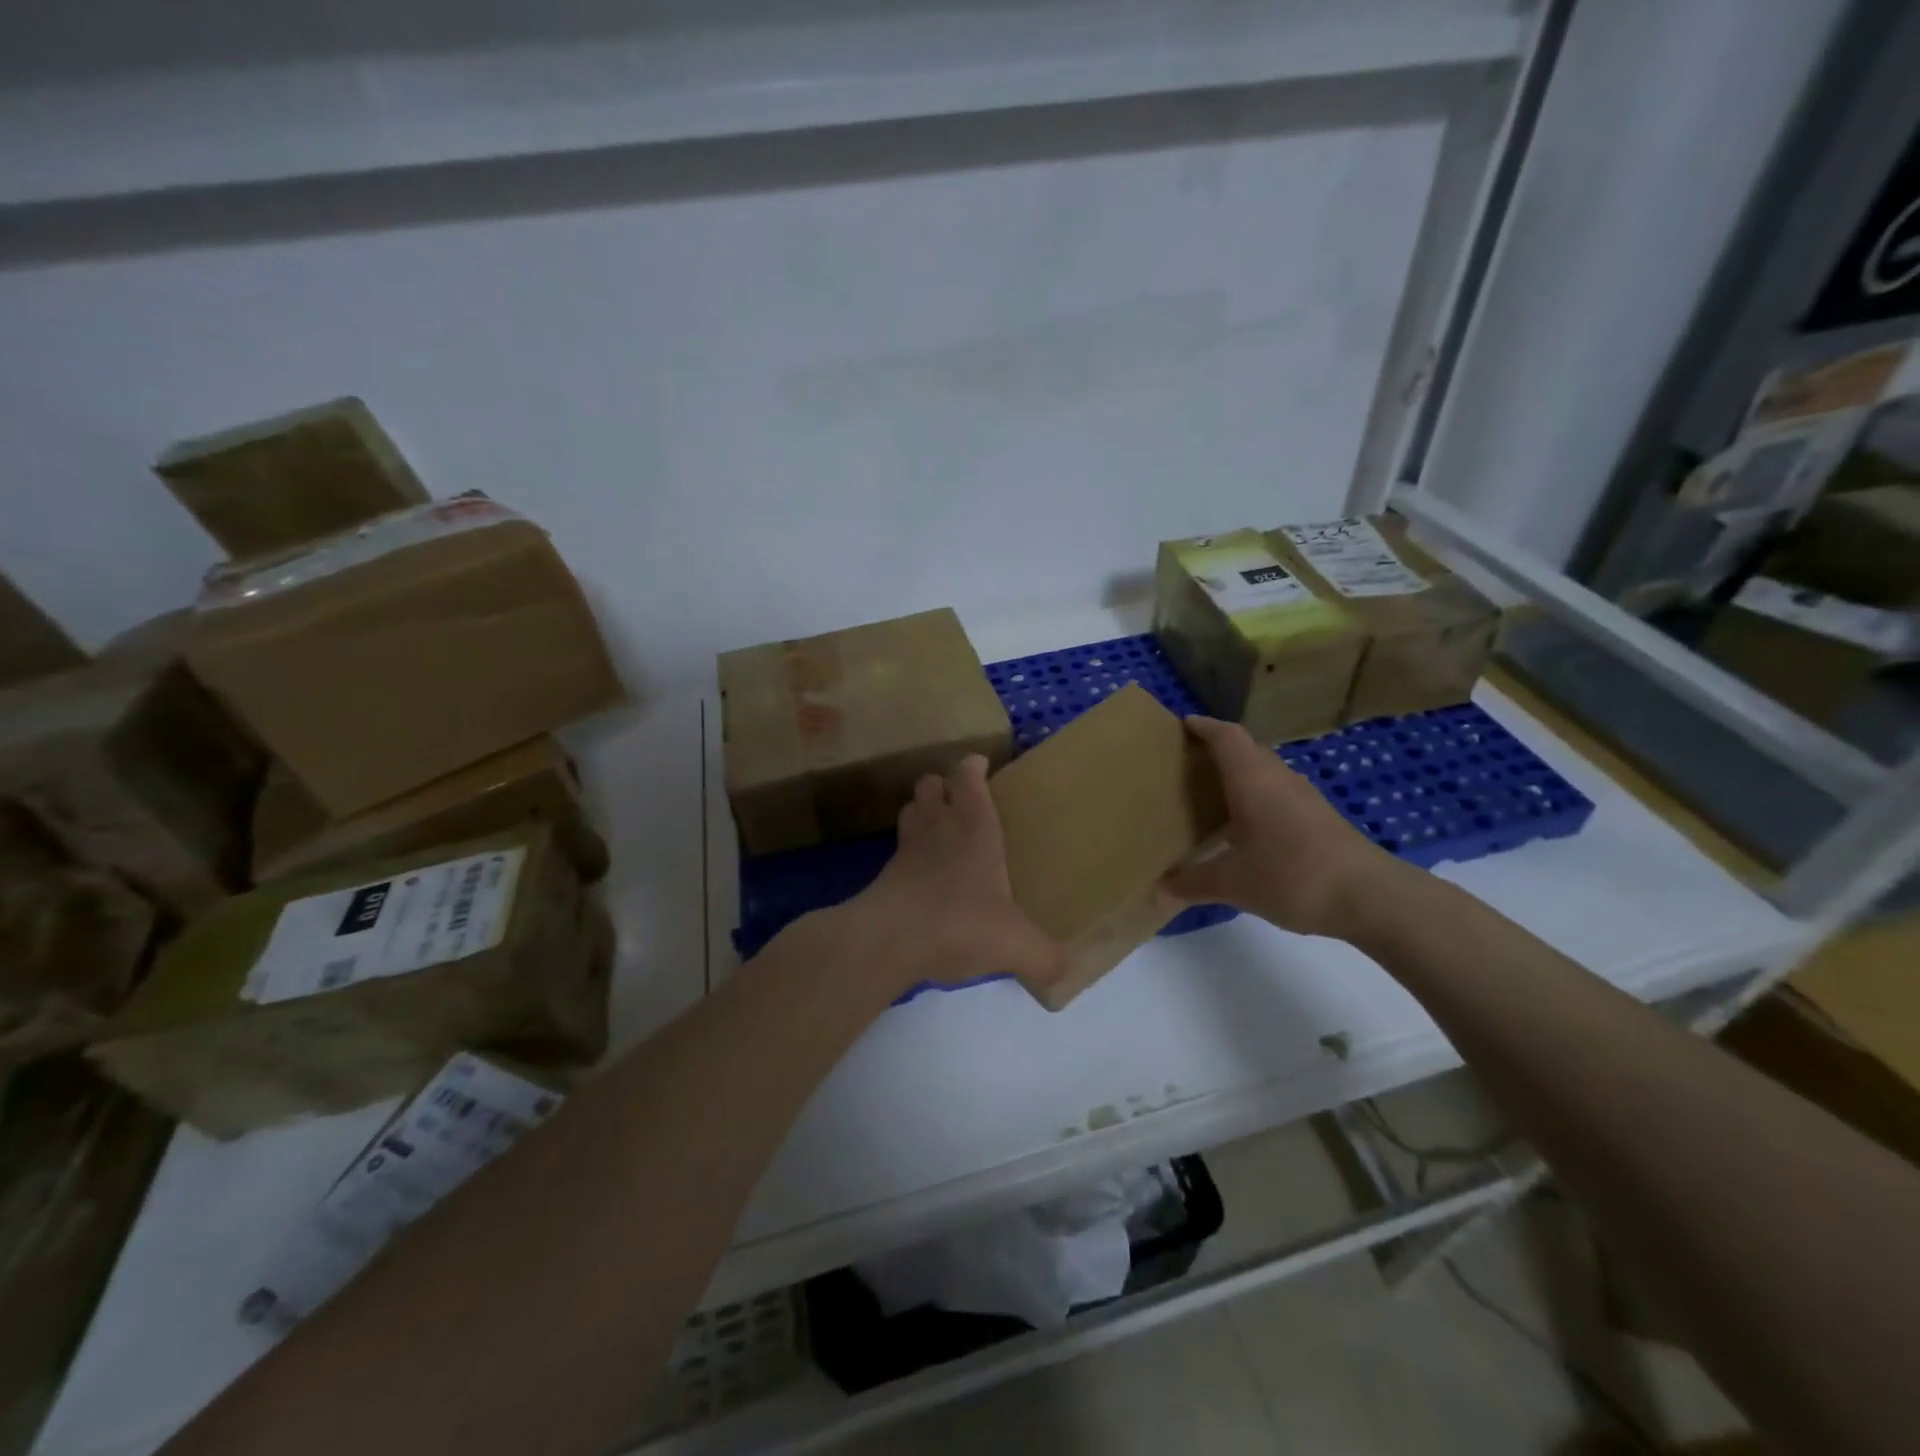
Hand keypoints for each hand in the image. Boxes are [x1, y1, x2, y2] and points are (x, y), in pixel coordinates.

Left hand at [838, 755, 1065, 996]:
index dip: (972, 767)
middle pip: (929, 784)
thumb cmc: (959, 923)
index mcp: (974, 828)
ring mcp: (906, 850)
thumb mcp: (1017, 944)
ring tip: (939, 831)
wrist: (888, 941)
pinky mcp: (884, 877)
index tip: (980, 764)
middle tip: (961, 801)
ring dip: (921, 813)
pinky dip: (908, 854)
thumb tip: (1064, 970)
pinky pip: (897, 851)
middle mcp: (938, 828)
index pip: (968, 777)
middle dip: (942, 786)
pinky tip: (921, 876)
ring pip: (909, 811)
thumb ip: (1046, 957)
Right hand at [1163, 716, 1408, 940]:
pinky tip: (1245, 828)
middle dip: (1217, 751)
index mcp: (1252, 779)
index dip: (1203, 726)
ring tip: (1210, 795)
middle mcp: (1278, 778)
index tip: (1182, 725)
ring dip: (1239, 776)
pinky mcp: (1320, 818)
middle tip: (1186, 764)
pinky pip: (1278, 794)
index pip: (1226, 736)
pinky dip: (1257, 798)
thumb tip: (1160, 886)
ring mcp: (1304, 797)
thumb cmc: (1291, 875)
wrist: (1370, 897)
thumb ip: (1192, 882)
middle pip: (1246, 750)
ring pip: (1265, 773)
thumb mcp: (1232, 883)